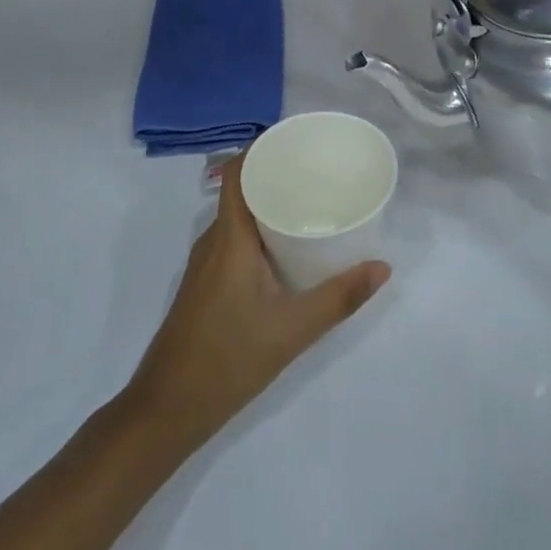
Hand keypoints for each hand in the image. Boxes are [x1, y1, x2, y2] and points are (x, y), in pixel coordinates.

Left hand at [125, 157, 389, 452]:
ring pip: (240, 217)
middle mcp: (214, 240)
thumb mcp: (292, 329)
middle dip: (279, 175)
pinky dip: (262, 231)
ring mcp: (206, 263)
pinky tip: (289, 249)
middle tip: (321, 172)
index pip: (240, 171)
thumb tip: (383, 267)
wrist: (167, 408)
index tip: (301, 141)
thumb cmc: (227, 358)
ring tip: (312, 203)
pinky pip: (236, 239)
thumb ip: (338, 297)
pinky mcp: (207, 284)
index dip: (265, 147)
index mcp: (229, 236)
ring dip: (271, 205)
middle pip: (244, 189)